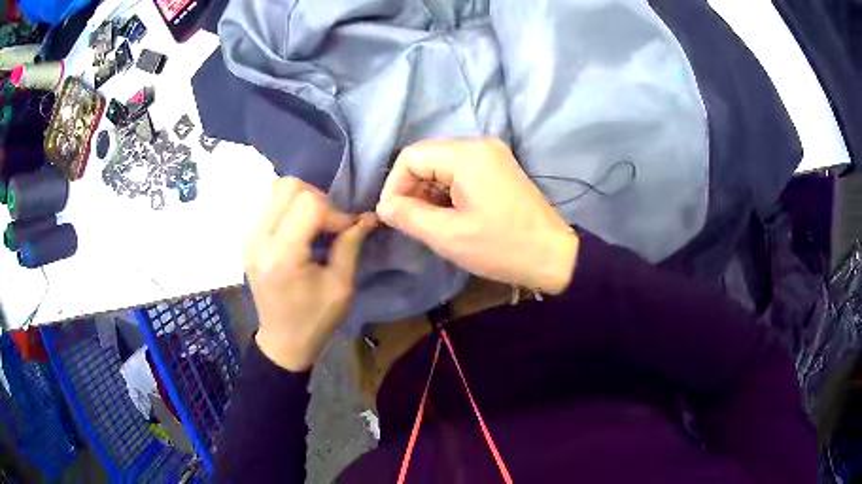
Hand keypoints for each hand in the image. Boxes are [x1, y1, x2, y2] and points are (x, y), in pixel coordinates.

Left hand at [246, 178, 376, 370]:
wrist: (283, 341)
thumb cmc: (315, 320)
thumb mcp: (341, 286)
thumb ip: (351, 245)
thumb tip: (368, 216)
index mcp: (282, 256)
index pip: (309, 204)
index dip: (335, 212)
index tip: (347, 231)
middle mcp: (258, 240)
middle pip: (288, 187)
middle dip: (317, 199)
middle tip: (330, 223)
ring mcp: (249, 238)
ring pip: (277, 190)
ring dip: (303, 201)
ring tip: (316, 225)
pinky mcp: (248, 239)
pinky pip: (270, 205)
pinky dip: (290, 208)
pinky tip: (300, 230)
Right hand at [376, 138, 578, 293]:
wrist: (553, 255)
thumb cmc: (502, 247)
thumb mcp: (449, 236)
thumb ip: (409, 216)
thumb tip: (384, 206)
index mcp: (467, 155)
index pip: (411, 156)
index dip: (394, 185)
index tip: (392, 216)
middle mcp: (479, 145)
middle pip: (427, 157)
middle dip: (411, 188)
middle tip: (409, 221)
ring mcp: (492, 155)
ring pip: (442, 165)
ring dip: (428, 191)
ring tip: (428, 221)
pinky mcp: (499, 167)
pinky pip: (461, 171)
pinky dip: (446, 190)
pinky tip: (448, 214)